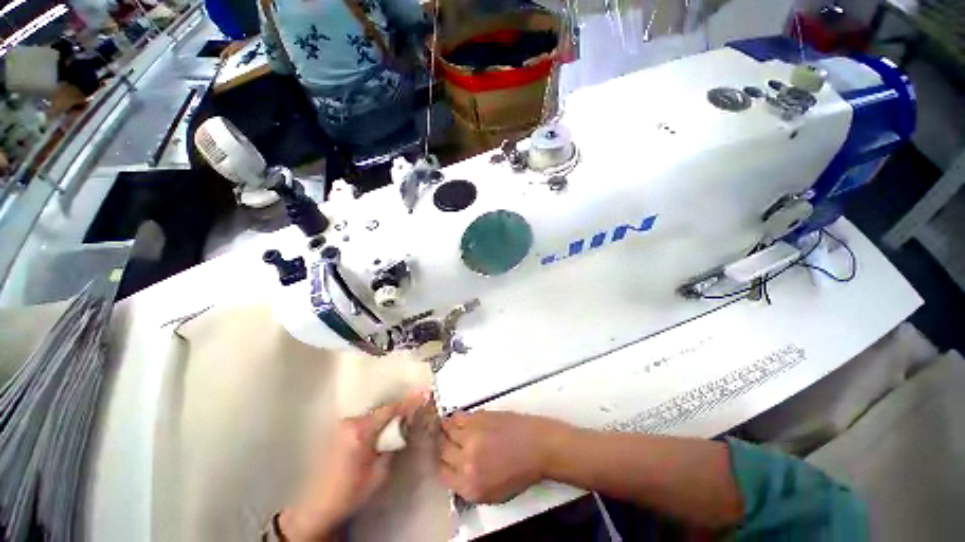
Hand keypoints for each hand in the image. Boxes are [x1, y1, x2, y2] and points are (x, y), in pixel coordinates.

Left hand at [281, 390, 427, 539]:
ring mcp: (342, 425)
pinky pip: (363, 421)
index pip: (390, 410)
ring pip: (372, 416)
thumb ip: (392, 445)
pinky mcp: (338, 431)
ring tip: (397, 425)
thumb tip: (403, 428)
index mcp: (360, 431)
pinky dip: (374, 424)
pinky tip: (379, 434)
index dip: (409, 402)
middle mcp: (350, 422)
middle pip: (381, 411)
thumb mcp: (379, 473)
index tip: (424, 393)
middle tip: (413, 413)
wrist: (317, 506)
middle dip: (397, 412)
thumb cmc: (350, 492)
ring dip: (385, 419)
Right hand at [439, 411, 571, 503]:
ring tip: (444, 429)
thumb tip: (455, 471)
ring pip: (446, 430)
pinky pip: (457, 417)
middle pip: (441, 450)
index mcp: (470, 485)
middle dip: (439, 446)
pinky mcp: (477, 417)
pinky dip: (453, 418)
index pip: (441, 473)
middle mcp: (466, 460)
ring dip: (443, 430)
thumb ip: (468, 485)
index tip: (441, 458)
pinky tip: (454, 420)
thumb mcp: (492, 493)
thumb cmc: (519, 471)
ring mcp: (471, 436)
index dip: (440, 464)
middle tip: (441, 442)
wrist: (536, 446)